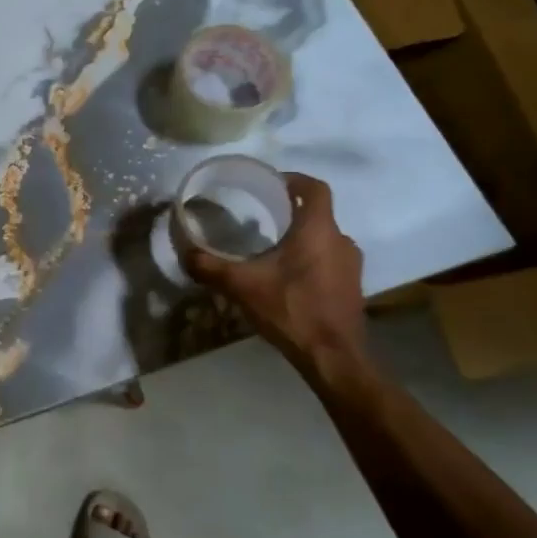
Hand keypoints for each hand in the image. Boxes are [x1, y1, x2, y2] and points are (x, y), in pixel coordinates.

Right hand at [181, 172, 369, 377]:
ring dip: (301, 240)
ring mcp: (351, 266)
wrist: (332, 357)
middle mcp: (340, 240)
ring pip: (324, 240)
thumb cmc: (291, 309)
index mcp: (318, 230)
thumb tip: (184, 252)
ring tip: (271, 251)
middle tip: (261, 219)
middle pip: (317, 214)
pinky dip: (310, 262)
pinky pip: (330, 262)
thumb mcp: (241, 286)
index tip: (272, 184)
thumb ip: (210, 267)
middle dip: (291, 213)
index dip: (294, 180)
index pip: (315, 188)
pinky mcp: (352, 288)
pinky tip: (287, 280)